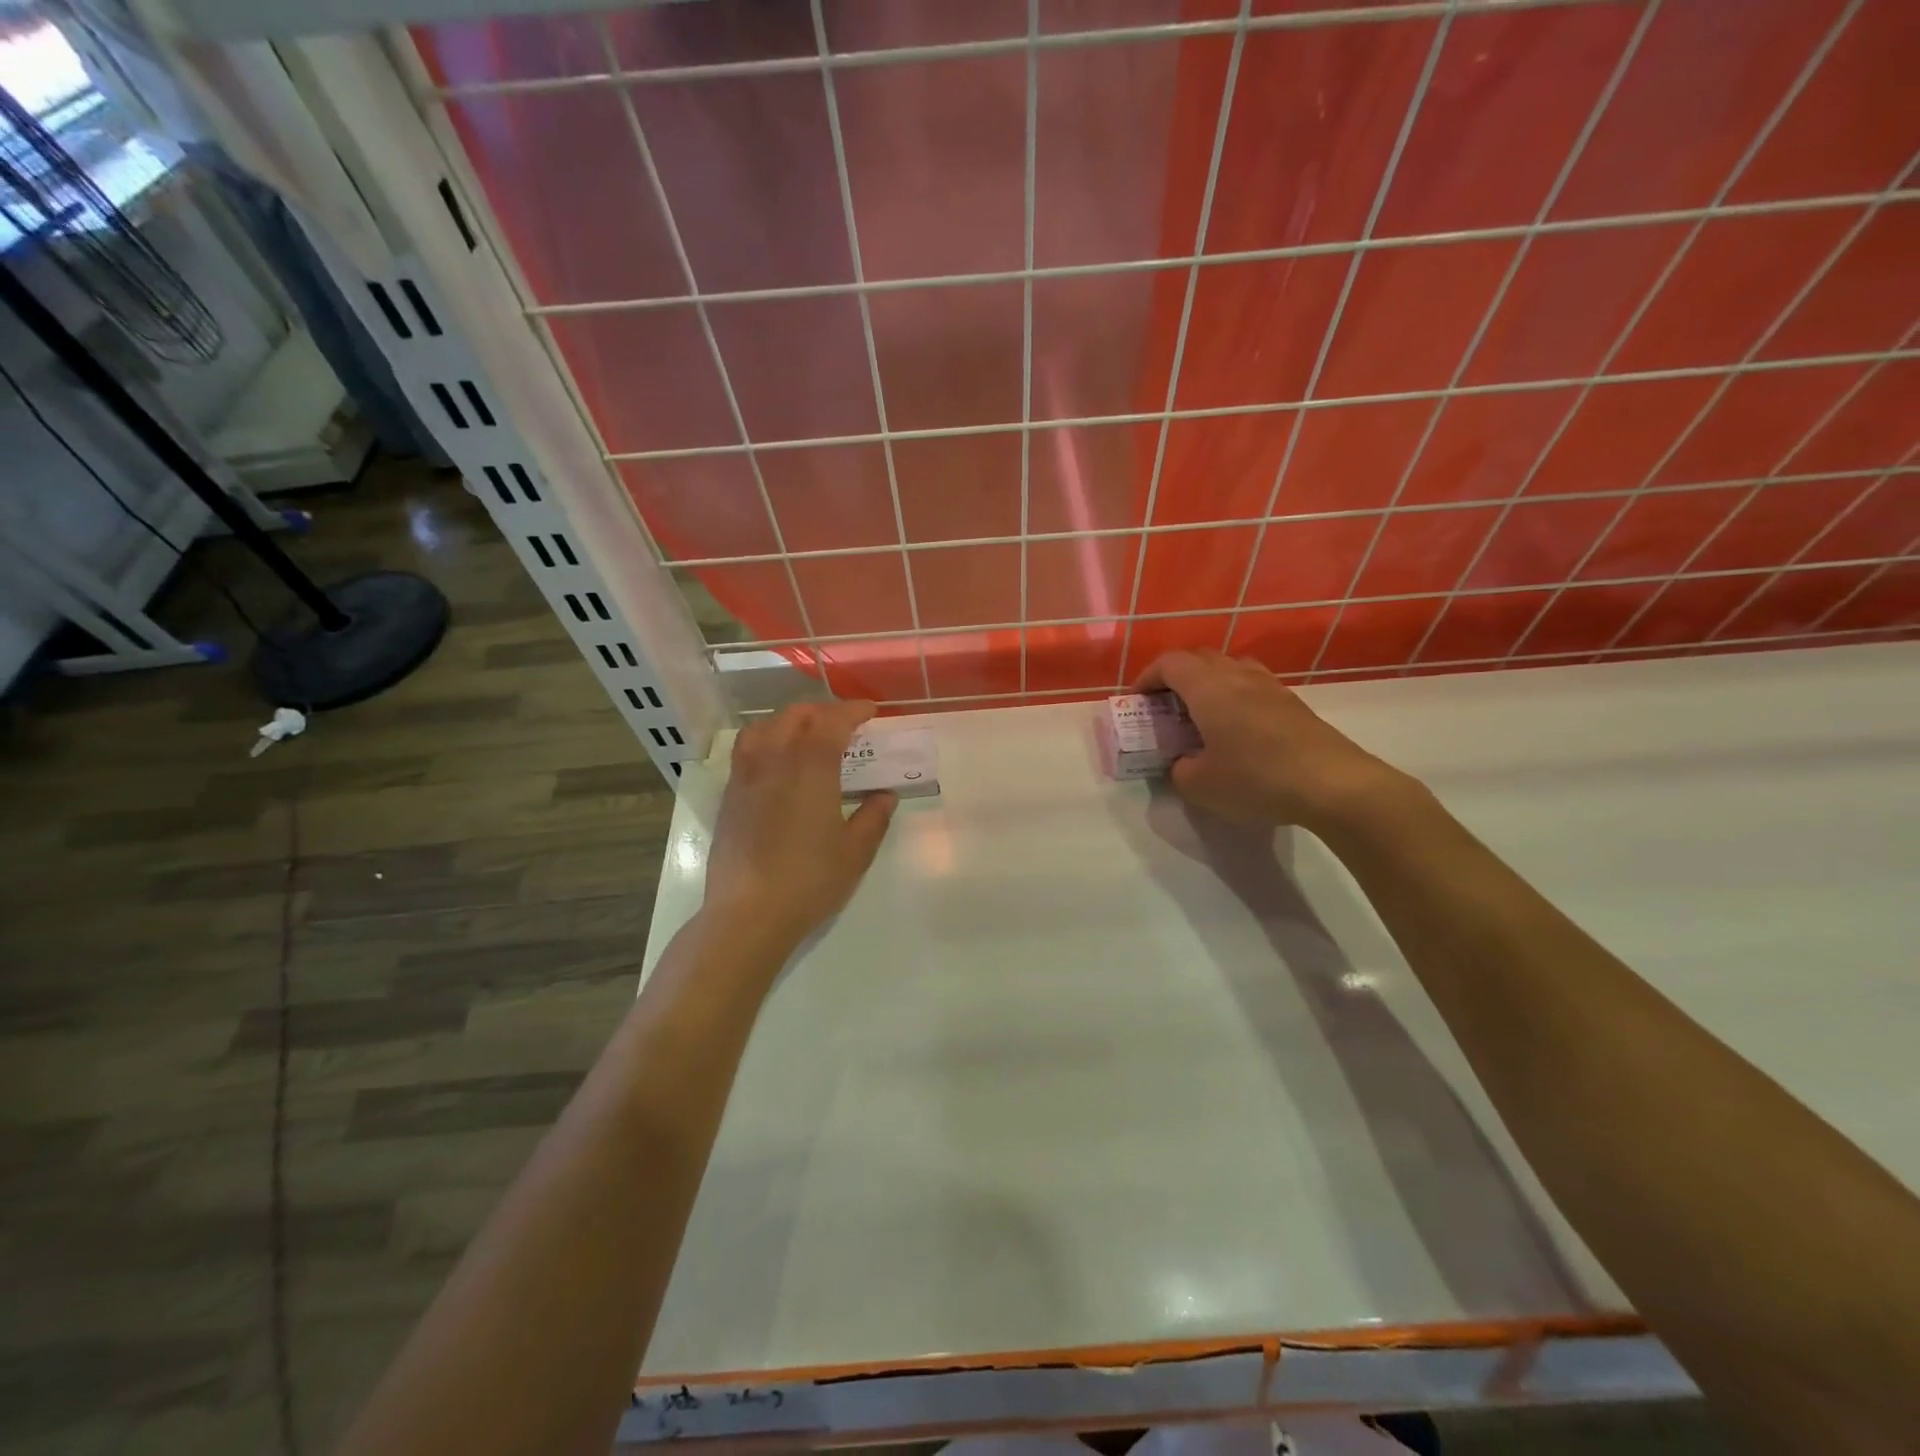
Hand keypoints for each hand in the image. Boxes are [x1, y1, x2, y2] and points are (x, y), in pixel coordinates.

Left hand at [701, 700, 895, 954]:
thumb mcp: (855, 853)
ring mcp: (746, 777)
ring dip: (790, 721)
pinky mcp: (729, 797)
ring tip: (807, 735)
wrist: (747, 913)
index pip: (831, 722)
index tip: (870, 712)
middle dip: (822, 711)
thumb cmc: (809, 880)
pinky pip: (747, 750)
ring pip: (764, 727)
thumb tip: (884, 796)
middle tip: (844, 724)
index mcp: (810, 769)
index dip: (852, 711)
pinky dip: (767, 740)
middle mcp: (775, 761)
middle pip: (795, 716)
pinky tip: (779, 764)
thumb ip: (874, 817)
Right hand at [1138, 650, 1405, 831]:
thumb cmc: (1255, 779)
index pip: (1169, 663)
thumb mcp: (1199, 786)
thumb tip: (1183, 761)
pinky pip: (1252, 685)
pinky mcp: (1293, 703)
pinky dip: (1234, 695)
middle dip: (1175, 676)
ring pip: (1230, 667)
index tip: (1138, 699)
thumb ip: (1179, 769)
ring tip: (1200, 713)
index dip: (1148, 677)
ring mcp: (1270, 686)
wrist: (1333, 784)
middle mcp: (1238, 676)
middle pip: (1200, 658)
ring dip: (1208, 682)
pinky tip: (1236, 728)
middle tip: (1165, 705)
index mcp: (1208, 688)